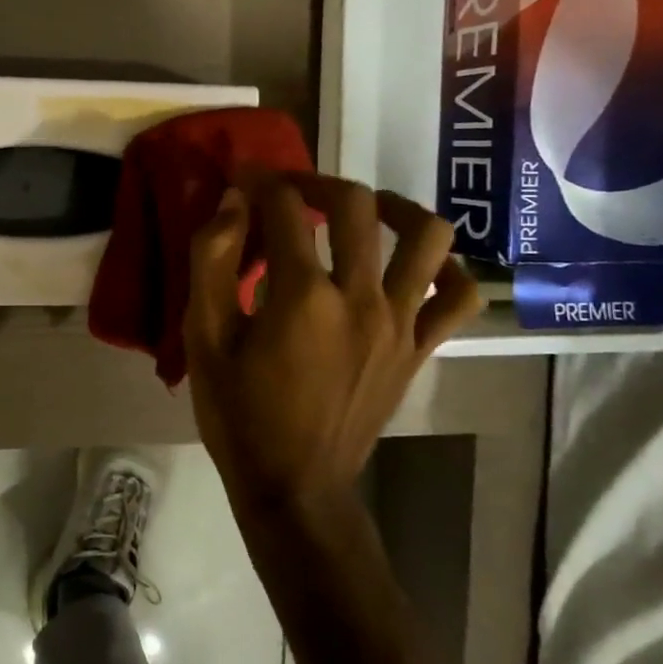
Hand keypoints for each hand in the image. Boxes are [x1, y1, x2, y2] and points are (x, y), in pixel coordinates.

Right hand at [183, 173, 482, 513]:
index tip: (242, 177)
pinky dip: (446, 269)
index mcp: (302, 295)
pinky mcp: (420, 348)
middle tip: (289, 190)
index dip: (259, 180)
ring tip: (361, 213)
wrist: (295, 486)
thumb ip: (212, 261)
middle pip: (356, 205)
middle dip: (316, 181)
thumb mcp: (203, 336)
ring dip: (393, 208)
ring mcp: (400, 323)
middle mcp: (361, 297)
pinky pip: (459, 296)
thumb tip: (232, 203)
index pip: (285, 208)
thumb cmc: (239, 413)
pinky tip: (414, 265)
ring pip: (426, 236)